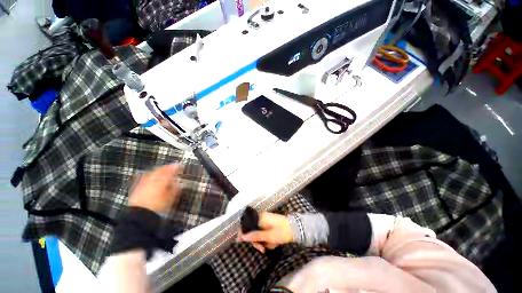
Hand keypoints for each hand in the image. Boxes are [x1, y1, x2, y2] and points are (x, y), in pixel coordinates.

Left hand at [128, 165, 182, 211]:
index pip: (172, 169)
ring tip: (165, 175)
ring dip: (161, 171)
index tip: (181, 168)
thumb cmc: (158, 204)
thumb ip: (176, 189)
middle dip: (168, 168)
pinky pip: (148, 177)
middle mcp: (154, 177)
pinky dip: (153, 176)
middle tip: (174, 170)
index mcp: (163, 178)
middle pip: (162, 169)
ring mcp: (145, 180)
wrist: (139, 213)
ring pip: (154, 172)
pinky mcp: (138, 185)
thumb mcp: (171, 197)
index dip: (177, 167)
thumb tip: (179, 184)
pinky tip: (155, 180)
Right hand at [238, 212, 292, 252]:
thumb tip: (243, 236)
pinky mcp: (271, 225)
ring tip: (270, 246)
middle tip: (262, 249)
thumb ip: (255, 236)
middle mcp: (262, 218)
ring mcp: (267, 221)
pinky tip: (274, 243)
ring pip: (260, 233)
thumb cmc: (282, 231)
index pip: (248, 224)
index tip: (239, 241)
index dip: (243, 232)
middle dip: (257, 241)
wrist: (296, 229)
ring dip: (263, 242)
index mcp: (261, 218)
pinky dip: (268, 240)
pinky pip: (265, 234)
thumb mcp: (269, 236)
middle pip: (254, 230)